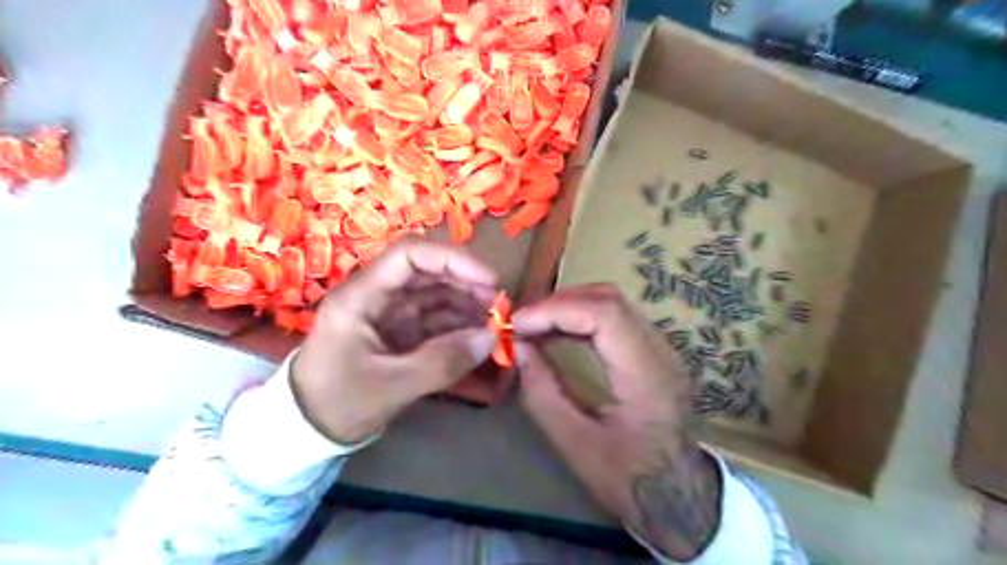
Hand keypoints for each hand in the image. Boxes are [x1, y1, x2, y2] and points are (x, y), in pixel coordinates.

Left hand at [292, 238, 498, 444]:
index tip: (488, 280)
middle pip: (428, 272)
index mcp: (362, 296)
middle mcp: (377, 295)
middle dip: (466, 283)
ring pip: (435, 294)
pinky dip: (459, 325)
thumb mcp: (392, 386)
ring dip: (467, 304)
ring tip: (495, 323)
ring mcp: (389, 313)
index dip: (452, 260)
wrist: (307, 430)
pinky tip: (479, 336)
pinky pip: (435, 319)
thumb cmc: (339, 403)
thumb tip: (491, 338)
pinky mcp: (399, 331)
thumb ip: (443, 362)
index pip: (409, 255)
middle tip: (499, 306)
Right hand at [514, 285, 720, 558]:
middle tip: (523, 322)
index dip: (556, 310)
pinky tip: (559, 331)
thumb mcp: (576, 446)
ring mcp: (663, 348)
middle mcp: (662, 351)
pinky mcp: (656, 351)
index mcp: (647, 376)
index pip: (604, 315)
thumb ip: (542, 394)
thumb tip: (518, 348)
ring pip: (614, 302)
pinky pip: (617, 317)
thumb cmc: (629, 478)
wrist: (680, 495)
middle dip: (559, 303)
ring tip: (535, 324)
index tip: (518, 324)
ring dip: (570, 306)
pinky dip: (583, 316)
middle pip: (610, 299)